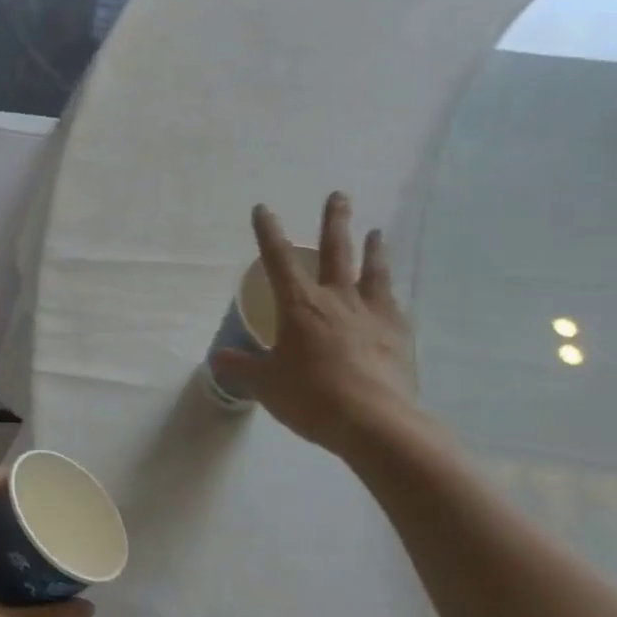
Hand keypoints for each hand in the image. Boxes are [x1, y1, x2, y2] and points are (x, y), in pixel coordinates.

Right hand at [212, 192, 419, 455]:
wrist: (374, 421)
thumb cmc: (311, 397)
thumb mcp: (266, 384)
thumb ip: (242, 367)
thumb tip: (218, 357)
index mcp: (299, 306)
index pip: (278, 260)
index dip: (268, 232)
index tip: (263, 208)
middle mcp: (337, 299)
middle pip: (337, 250)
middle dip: (335, 221)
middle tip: (339, 195)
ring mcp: (372, 314)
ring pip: (374, 271)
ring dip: (375, 249)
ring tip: (378, 231)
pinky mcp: (398, 334)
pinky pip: (393, 305)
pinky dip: (390, 295)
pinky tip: (393, 296)